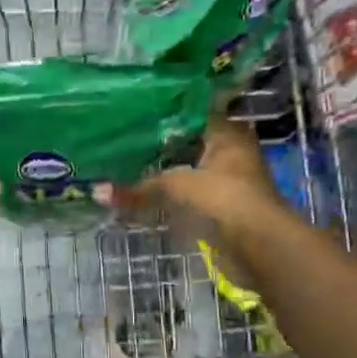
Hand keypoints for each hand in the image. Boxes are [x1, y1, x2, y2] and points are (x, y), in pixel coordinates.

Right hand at [109, 117, 285, 234]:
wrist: (259, 245)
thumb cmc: (224, 199)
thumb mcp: (177, 185)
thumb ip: (139, 187)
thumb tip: (97, 191)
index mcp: (227, 133)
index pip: (192, 112)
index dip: (163, 113)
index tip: (132, 113)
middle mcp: (229, 151)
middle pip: (188, 141)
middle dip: (158, 144)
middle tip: (121, 139)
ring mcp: (227, 180)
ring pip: (187, 168)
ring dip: (162, 170)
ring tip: (124, 165)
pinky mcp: (220, 206)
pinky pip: (187, 192)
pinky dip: (169, 193)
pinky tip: (142, 192)